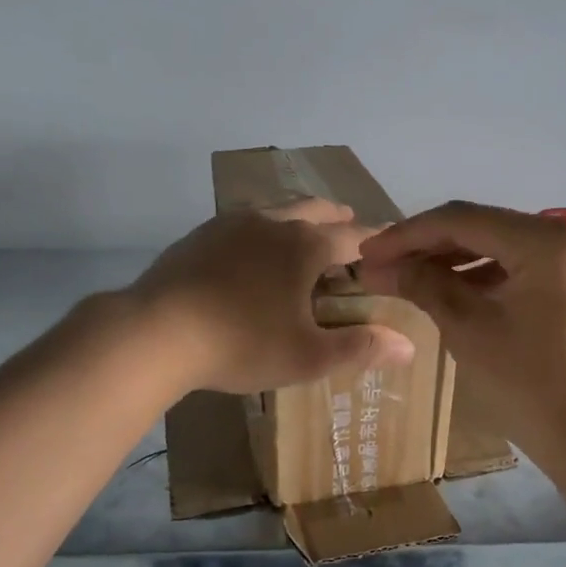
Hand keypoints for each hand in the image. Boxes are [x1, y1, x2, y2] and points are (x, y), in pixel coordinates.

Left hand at [129, 198, 415, 396]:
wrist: (156, 333)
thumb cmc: (242, 343)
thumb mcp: (308, 356)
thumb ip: (360, 347)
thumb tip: (409, 345)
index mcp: (305, 246)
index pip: (354, 237)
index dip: (375, 242)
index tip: (389, 244)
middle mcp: (272, 223)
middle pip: (314, 209)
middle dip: (336, 217)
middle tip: (348, 224)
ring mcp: (230, 224)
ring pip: (274, 210)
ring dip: (296, 218)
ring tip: (301, 233)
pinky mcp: (199, 236)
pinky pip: (241, 223)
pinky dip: (259, 230)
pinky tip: (249, 252)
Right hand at [357, 202, 565, 458]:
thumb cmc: (534, 387)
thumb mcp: (470, 331)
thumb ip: (423, 285)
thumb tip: (379, 265)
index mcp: (550, 238)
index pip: (463, 220)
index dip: (407, 235)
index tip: (366, 254)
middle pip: (486, 228)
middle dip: (430, 248)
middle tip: (381, 266)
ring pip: (505, 246)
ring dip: (457, 262)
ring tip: (408, 278)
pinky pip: (528, 266)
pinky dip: (490, 276)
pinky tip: (452, 289)